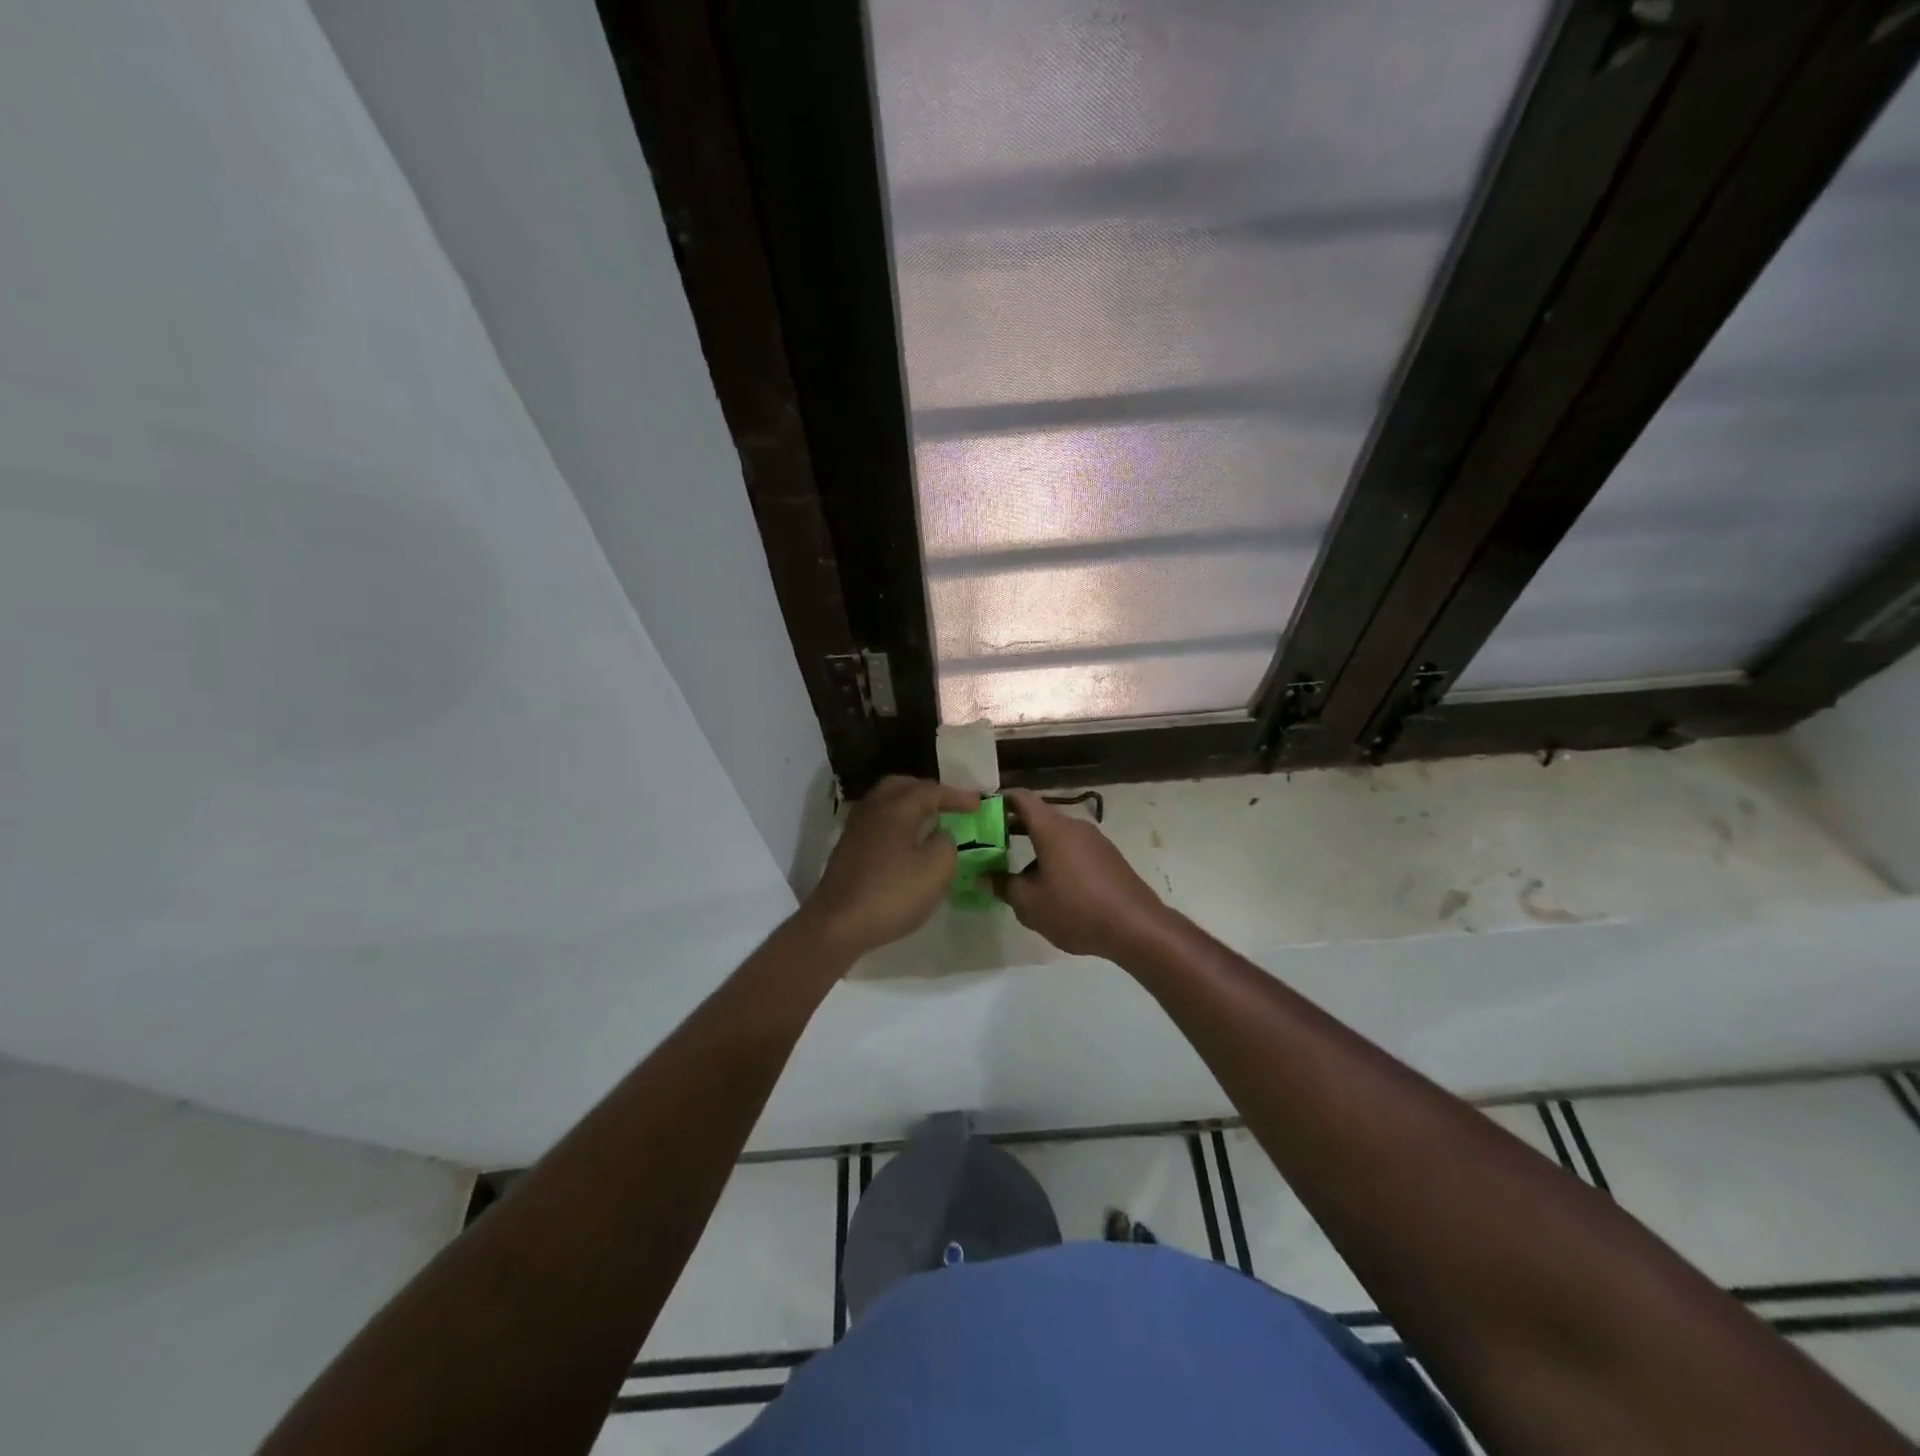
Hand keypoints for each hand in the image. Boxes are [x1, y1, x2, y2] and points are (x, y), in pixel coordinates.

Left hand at [800, 776, 978, 960]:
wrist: (837, 925)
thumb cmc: (891, 894)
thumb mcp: (936, 870)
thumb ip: (946, 844)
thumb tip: (940, 836)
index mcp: (896, 808)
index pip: (930, 790)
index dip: (956, 796)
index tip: (978, 805)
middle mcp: (873, 810)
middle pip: (901, 786)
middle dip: (927, 791)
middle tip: (948, 804)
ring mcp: (856, 829)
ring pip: (885, 803)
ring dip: (909, 806)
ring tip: (930, 821)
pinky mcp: (847, 850)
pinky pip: (877, 822)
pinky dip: (896, 822)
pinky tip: (906, 842)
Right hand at [994, 789, 1175, 960]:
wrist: (1136, 927)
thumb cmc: (1076, 909)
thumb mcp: (1030, 904)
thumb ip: (1003, 886)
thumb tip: (982, 877)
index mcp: (1052, 829)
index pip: (1022, 798)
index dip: (1000, 800)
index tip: (981, 812)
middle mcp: (1074, 826)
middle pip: (1039, 817)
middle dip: (1013, 828)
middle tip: (990, 844)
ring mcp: (1095, 841)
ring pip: (1057, 836)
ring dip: (1035, 847)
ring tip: (1018, 874)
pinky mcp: (1108, 858)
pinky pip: (1074, 850)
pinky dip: (1056, 858)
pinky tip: (1052, 887)